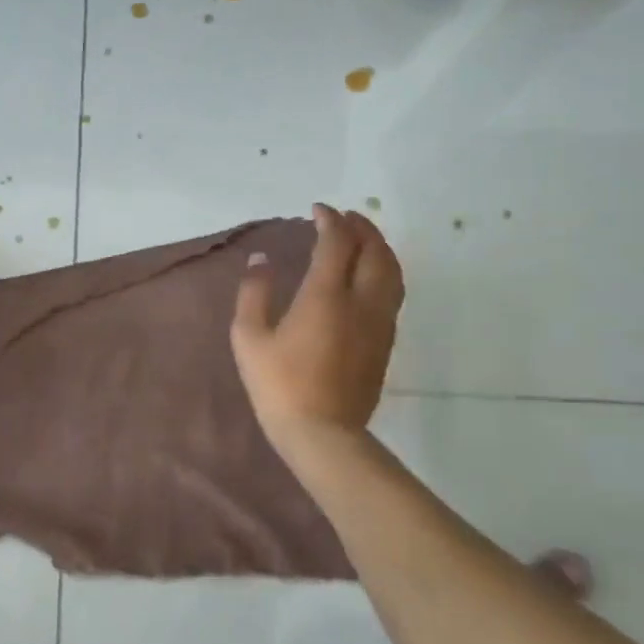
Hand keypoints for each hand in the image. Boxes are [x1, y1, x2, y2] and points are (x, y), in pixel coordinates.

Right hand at [231, 204, 403, 455]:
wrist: (322, 433)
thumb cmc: (278, 384)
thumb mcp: (249, 337)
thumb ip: (254, 293)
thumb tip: (261, 260)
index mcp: (326, 295)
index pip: (337, 242)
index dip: (330, 220)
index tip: (318, 210)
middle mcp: (361, 301)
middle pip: (374, 251)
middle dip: (362, 227)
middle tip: (346, 216)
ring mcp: (379, 323)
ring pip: (392, 272)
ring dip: (380, 247)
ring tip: (365, 238)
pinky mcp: (386, 342)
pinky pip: (393, 293)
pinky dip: (385, 271)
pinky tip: (372, 276)